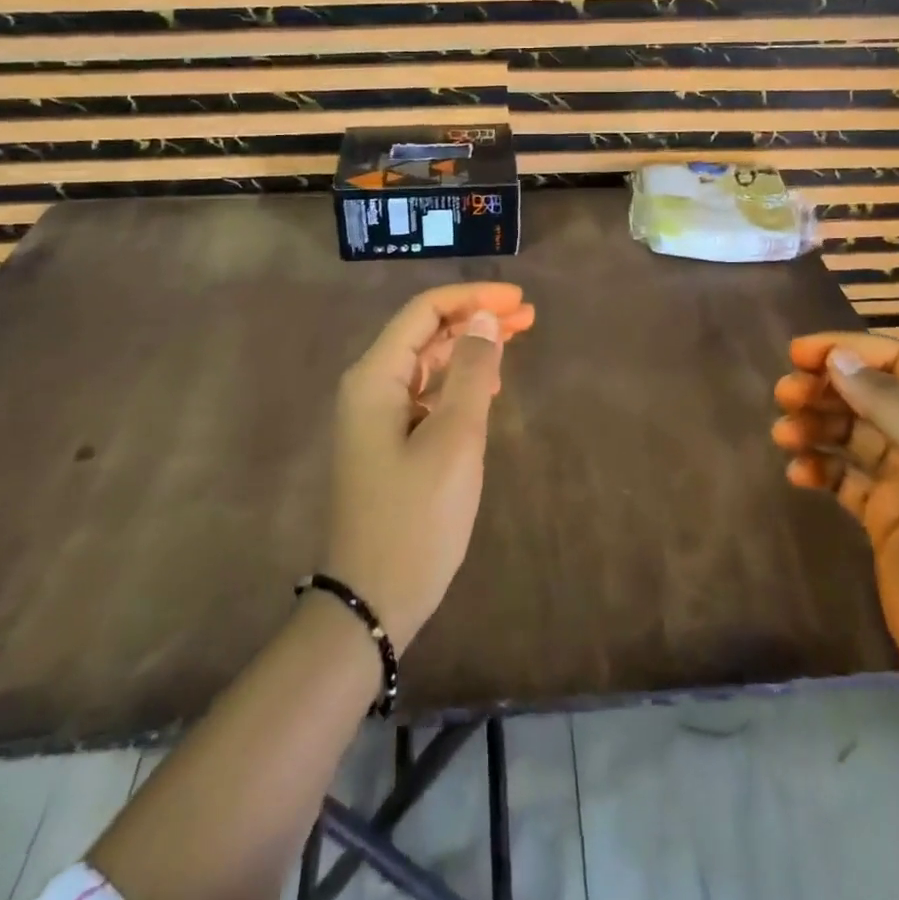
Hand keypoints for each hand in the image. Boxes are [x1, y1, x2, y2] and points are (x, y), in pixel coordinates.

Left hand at [325, 283, 535, 653]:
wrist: (371, 602)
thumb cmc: (415, 518)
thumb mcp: (454, 440)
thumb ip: (470, 371)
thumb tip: (482, 317)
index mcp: (375, 377)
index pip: (424, 311)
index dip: (473, 297)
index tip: (519, 301)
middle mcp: (370, 386)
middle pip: (426, 333)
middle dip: (476, 318)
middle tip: (528, 316)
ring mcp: (377, 416)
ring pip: (428, 362)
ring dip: (469, 347)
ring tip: (515, 339)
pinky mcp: (388, 441)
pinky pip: (426, 392)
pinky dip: (458, 380)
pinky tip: (486, 385)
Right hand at [770, 333, 898, 712]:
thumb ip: (892, 405)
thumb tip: (836, 358)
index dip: (850, 352)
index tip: (798, 353)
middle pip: (871, 395)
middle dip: (826, 389)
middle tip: (784, 395)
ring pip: (852, 432)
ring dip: (817, 425)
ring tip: (784, 434)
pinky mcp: (884, 517)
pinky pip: (842, 476)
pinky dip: (818, 467)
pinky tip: (798, 473)